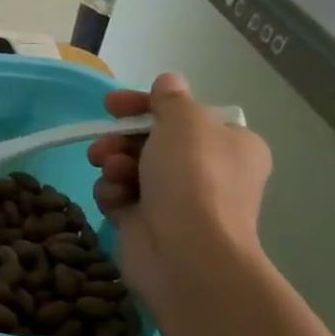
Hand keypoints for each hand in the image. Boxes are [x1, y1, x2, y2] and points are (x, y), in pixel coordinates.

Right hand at [86, 73, 271, 310]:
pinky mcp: (146, 223)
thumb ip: (171, 98)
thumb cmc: (193, 179)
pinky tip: (116, 200)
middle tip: (104, 145)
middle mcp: (207, 171)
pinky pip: (120, 196)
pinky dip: (113, 194)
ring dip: (115, 164)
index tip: (112, 105)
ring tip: (113, 173)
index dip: (146, 105)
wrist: (186, 253)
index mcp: (230, 144)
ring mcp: (176, 200)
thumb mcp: (185, 122)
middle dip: (122, 139)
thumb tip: (168, 82)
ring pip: (130, 167)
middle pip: (151, 141)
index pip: (183, 115)